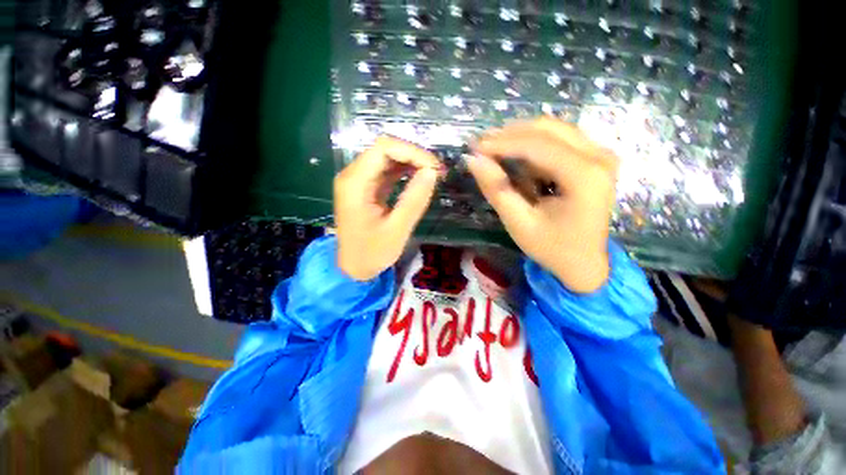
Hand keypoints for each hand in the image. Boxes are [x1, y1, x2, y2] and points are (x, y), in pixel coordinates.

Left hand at [335, 136, 440, 280]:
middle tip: (437, 172)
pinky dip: (404, 171)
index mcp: (355, 183)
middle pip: (385, 149)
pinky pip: (386, 171)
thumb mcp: (397, 230)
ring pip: (387, 158)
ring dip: (411, 162)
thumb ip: (414, 200)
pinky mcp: (365, 187)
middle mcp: (353, 175)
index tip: (434, 168)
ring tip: (432, 174)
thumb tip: (432, 172)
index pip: (384, 148)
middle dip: (414, 156)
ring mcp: (358, 180)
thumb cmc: (372, 253)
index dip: (412, 151)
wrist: (353, 267)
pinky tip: (419, 178)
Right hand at [467, 118, 617, 292]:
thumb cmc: (552, 248)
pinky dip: (532, 146)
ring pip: (553, 130)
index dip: (501, 143)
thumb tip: (473, 160)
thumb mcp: (519, 223)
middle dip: (510, 135)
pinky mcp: (594, 160)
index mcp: (585, 176)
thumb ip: (497, 189)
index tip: (474, 147)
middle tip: (481, 147)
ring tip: (493, 151)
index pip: (537, 146)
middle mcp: (599, 157)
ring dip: (520, 137)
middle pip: (547, 129)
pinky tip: (514, 158)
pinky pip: (559, 140)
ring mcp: (600, 155)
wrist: (584, 263)